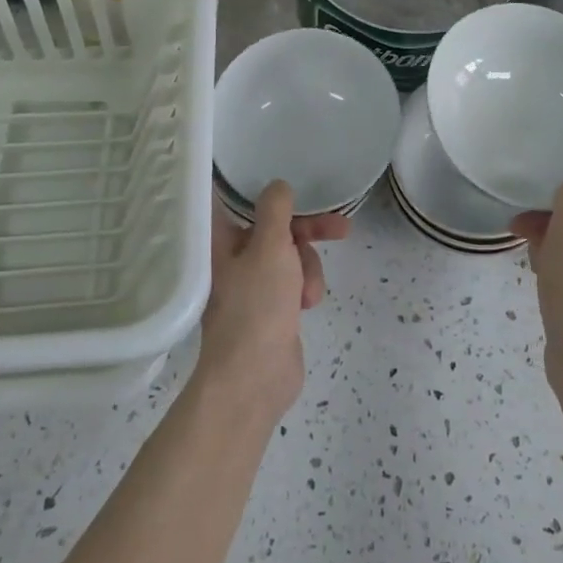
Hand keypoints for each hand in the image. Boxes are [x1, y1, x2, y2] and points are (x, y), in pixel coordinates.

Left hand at [193, 182, 347, 422]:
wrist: (254, 379)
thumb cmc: (256, 306)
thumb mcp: (270, 247)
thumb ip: (276, 210)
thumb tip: (278, 185)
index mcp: (221, 240)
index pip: (237, 200)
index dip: (266, 190)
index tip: (294, 183)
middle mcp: (234, 257)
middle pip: (277, 228)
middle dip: (308, 232)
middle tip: (341, 228)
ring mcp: (254, 283)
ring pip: (292, 255)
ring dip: (307, 269)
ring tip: (306, 294)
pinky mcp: (272, 307)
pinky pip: (296, 281)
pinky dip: (305, 288)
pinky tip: (306, 306)